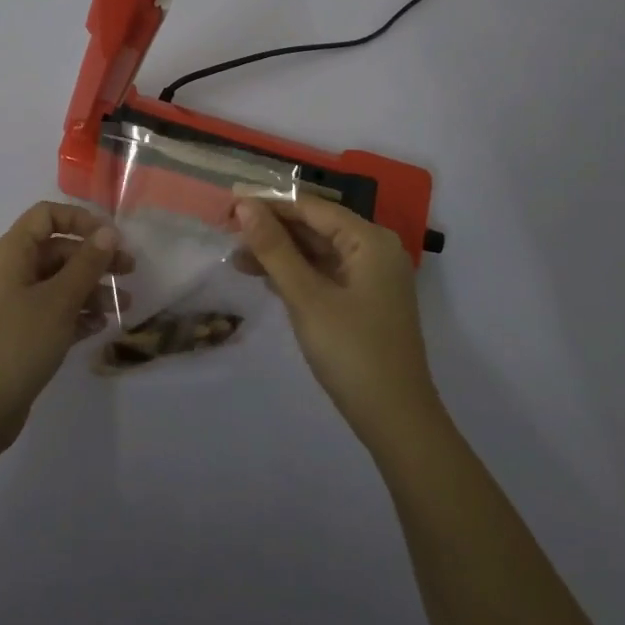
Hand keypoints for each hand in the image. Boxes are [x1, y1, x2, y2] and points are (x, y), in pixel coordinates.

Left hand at [0, 202, 128, 451]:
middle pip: (56, 250)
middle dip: (93, 259)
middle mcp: (8, 270)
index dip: (80, 219)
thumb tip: (108, 232)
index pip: (46, 215)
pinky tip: (99, 327)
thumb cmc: (17, 343)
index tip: (111, 238)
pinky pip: (49, 311)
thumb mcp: (59, 300)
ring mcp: (10, 303)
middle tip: (129, 273)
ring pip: (56, 283)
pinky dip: (74, 314)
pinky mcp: (15, 333)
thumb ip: (87, 263)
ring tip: (122, 308)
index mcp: (11, 252)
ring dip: (90, 290)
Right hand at [235, 196, 440, 447]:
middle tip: (227, 232)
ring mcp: (372, 277)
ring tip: (237, 259)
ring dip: (279, 254)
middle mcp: (374, 250)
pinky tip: (265, 278)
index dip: (269, 204)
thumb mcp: (306, 297)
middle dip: (272, 230)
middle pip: (315, 226)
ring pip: (317, 251)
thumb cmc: (351, 352)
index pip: (311, 207)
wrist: (396, 421)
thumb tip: (245, 205)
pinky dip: (296, 274)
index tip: (229, 204)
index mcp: (369, 240)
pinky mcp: (364, 300)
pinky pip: (325, 273)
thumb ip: (274, 248)